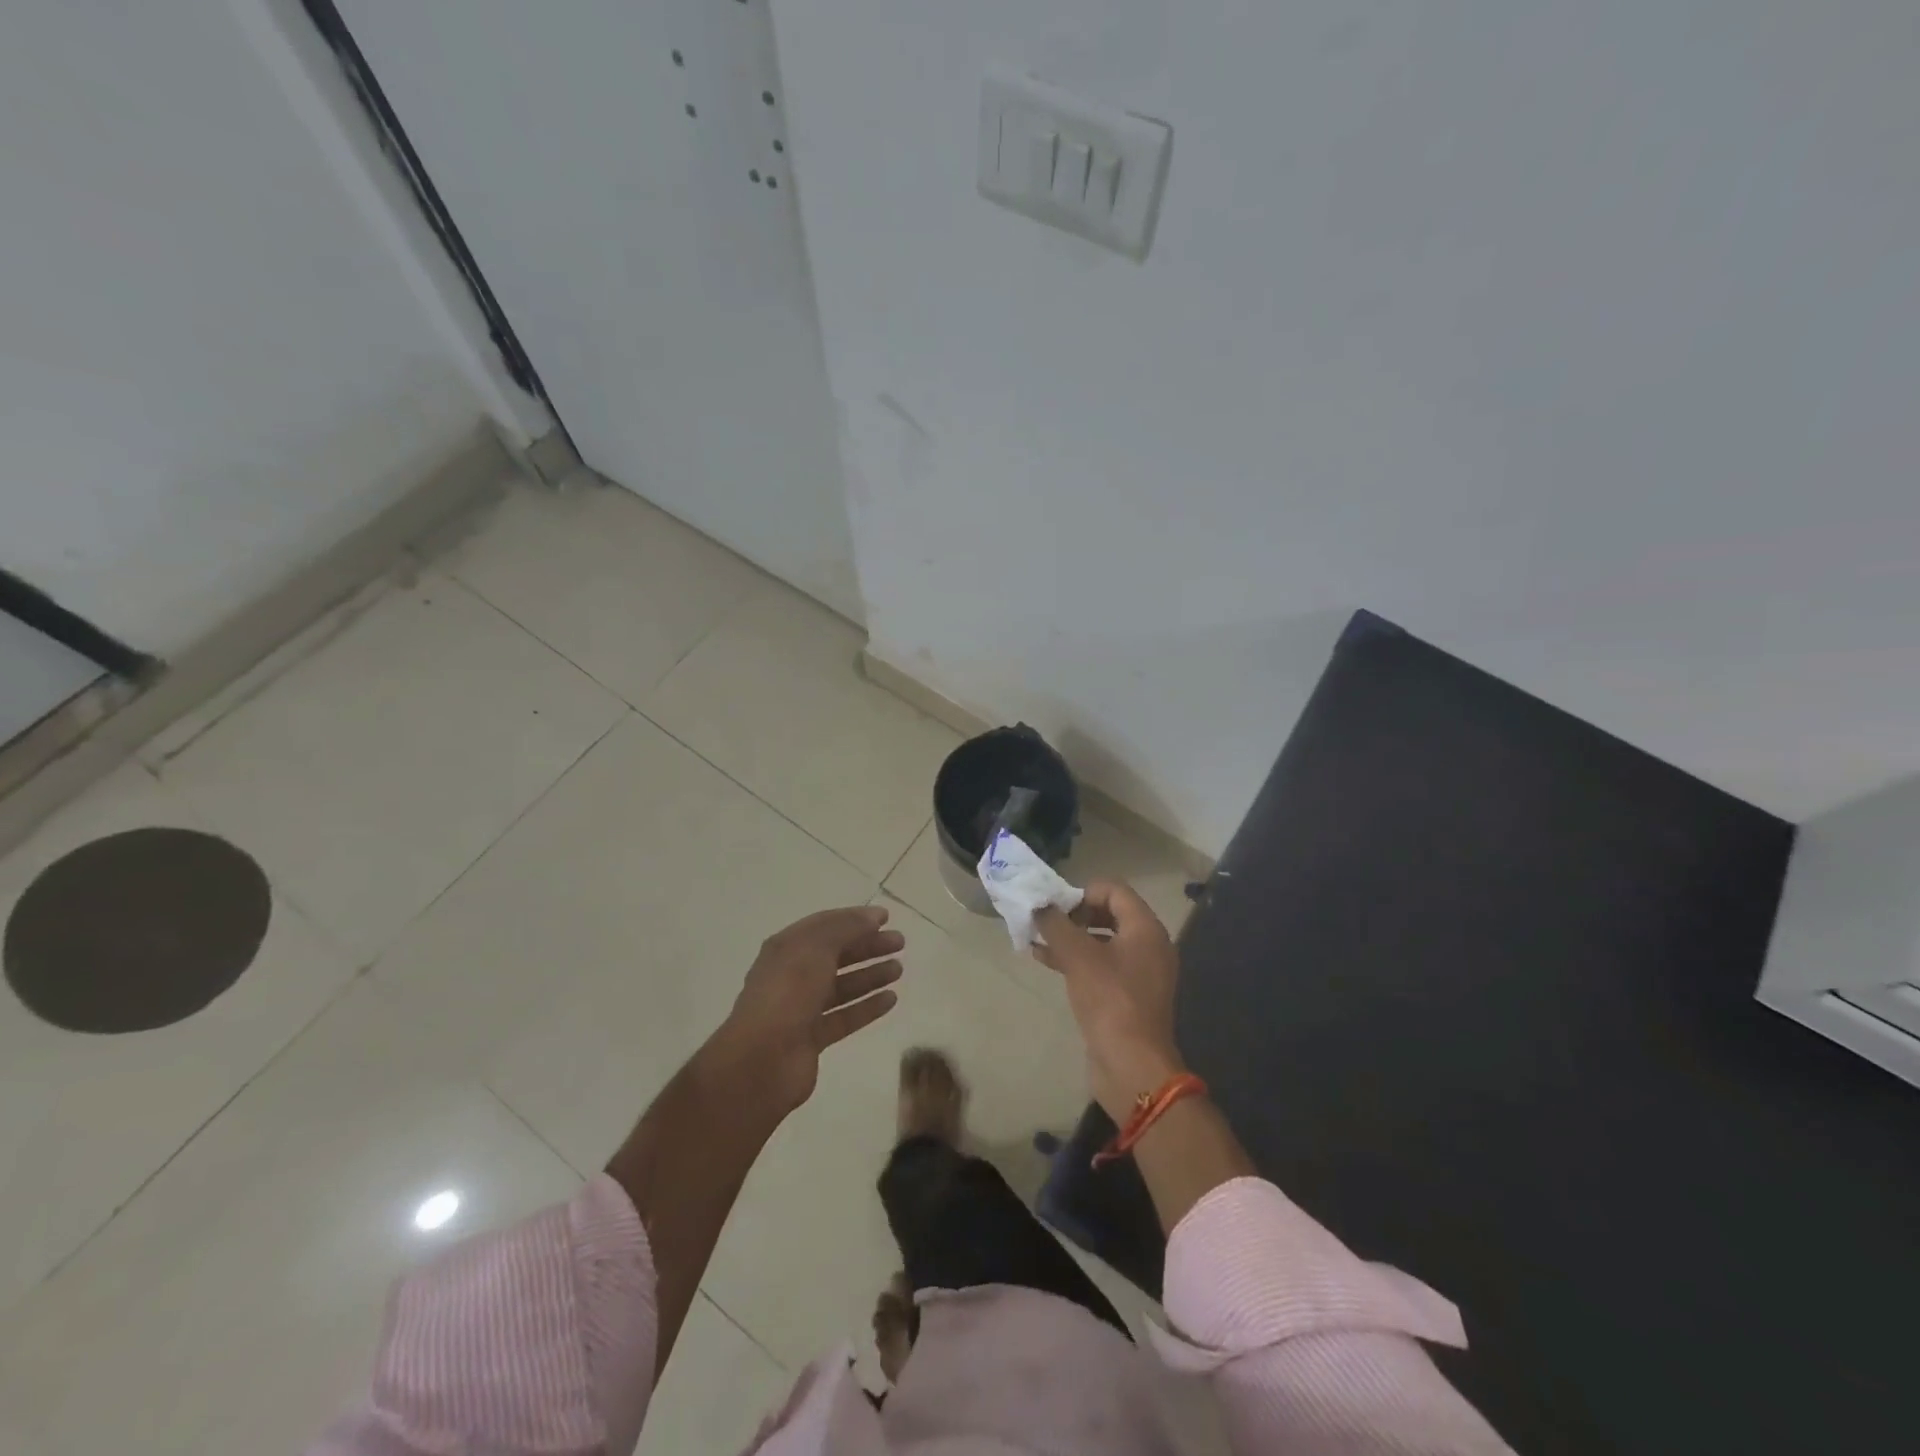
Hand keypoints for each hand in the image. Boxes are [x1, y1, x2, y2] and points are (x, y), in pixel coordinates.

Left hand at [710, 905, 903, 1117]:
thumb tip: (873, 916)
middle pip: (836, 954)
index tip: (886, 917)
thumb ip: (846, 928)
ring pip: (842, 986)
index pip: (825, 925)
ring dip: (870, 976)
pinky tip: (891, 1000)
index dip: (855, 918)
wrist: (762, 1060)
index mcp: (787, 948)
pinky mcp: (811, 1038)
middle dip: (867, 946)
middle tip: (900, 942)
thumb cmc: (788, 993)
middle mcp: (792, 974)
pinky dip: (866, 1007)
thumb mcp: (816, 948)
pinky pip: (844, 1016)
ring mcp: (801, 1008)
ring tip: (899, 969)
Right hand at [1033, 881, 1184, 1122]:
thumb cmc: (1109, 1001)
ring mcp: (1140, 972)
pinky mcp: (1128, 996)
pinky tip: (1047, 962)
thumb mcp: (1078, 956)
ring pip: (1102, 941)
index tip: (1056, 908)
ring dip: (1071, 938)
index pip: (1114, 889)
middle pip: (1109, 913)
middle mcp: (1149, 945)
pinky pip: (1102, 966)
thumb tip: (1039, 905)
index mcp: (1145, 928)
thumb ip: (1056, 924)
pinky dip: (1077, 960)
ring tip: (1038, 941)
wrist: (1132, 1066)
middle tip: (1047, 924)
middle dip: (1074, 915)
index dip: (1082, 892)